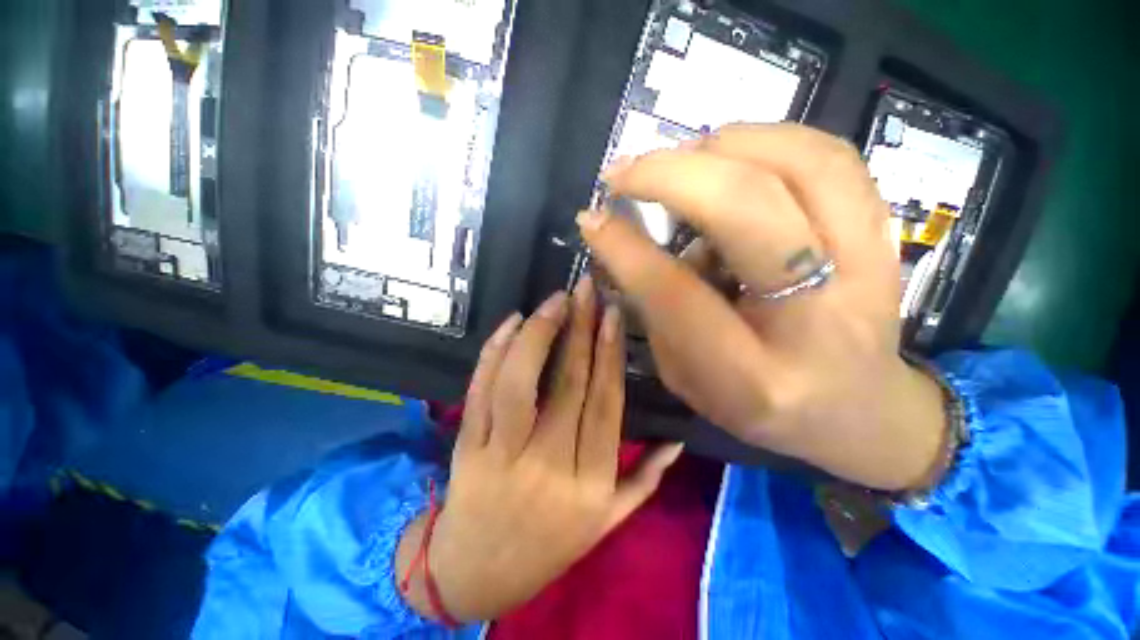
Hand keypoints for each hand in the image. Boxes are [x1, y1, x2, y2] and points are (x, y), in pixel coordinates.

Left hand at [397, 278, 684, 621]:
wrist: (476, 576)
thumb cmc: (548, 547)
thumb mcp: (606, 523)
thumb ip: (645, 480)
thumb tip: (678, 439)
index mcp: (590, 484)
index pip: (605, 402)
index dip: (610, 353)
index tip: (613, 313)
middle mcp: (549, 466)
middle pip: (567, 383)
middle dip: (580, 328)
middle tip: (585, 289)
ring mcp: (501, 456)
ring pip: (520, 383)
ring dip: (538, 334)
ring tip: (554, 301)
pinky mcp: (466, 450)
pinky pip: (479, 392)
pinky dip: (494, 353)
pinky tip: (511, 323)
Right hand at [578, 123, 945, 490]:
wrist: (858, 413)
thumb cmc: (758, 407)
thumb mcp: (686, 377)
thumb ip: (654, 312)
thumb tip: (623, 241)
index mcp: (753, 374)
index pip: (676, 292)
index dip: (625, 247)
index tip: (591, 218)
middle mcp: (816, 319)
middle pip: (748, 210)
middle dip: (670, 176)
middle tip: (624, 172)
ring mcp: (865, 270)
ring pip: (803, 165)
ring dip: (724, 146)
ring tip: (679, 158)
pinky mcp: (883, 240)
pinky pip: (835, 161)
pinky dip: (773, 141)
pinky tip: (733, 155)